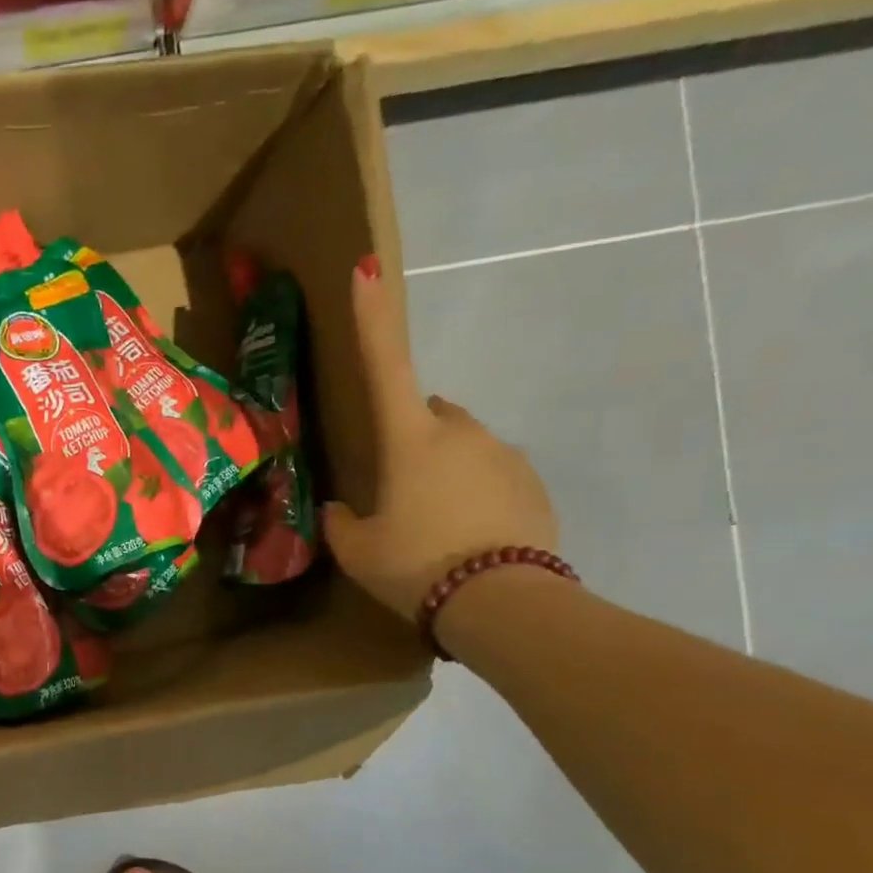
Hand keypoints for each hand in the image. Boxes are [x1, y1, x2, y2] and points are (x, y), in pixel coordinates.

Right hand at [323, 259, 558, 620]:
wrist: (503, 603)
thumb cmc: (416, 566)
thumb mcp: (358, 550)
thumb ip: (341, 521)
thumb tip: (340, 508)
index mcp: (410, 439)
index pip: (386, 365)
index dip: (372, 318)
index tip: (367, 268)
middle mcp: (461, 432)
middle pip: (429, 413)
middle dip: (412, 436)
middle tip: (395, 488)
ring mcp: (503, 454)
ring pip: (463, 446)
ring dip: (444, 470)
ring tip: (434, 525)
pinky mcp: (533, 482)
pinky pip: (493, 474)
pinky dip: (476, 493)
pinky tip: (467, 536)